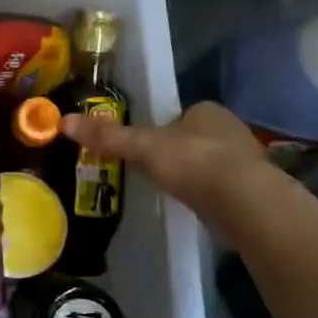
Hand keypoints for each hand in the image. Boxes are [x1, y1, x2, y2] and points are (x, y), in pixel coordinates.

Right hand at [60, 101, 270, 215]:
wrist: (245, 203)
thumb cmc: (193, 162)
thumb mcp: (142, 147)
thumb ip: (107, 136)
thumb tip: (64, 121)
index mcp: (207, 110)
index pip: (178, 115)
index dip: (160, 129)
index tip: (143, 148)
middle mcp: (230, 129)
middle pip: (193, 138)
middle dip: (177, 153)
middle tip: (152, 172)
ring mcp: (245, 161)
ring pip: (209, 163)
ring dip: (194, 175)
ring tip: (172, 191)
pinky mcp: (252, 190)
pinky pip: (222, 188)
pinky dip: (208, 195)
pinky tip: (196, 207)